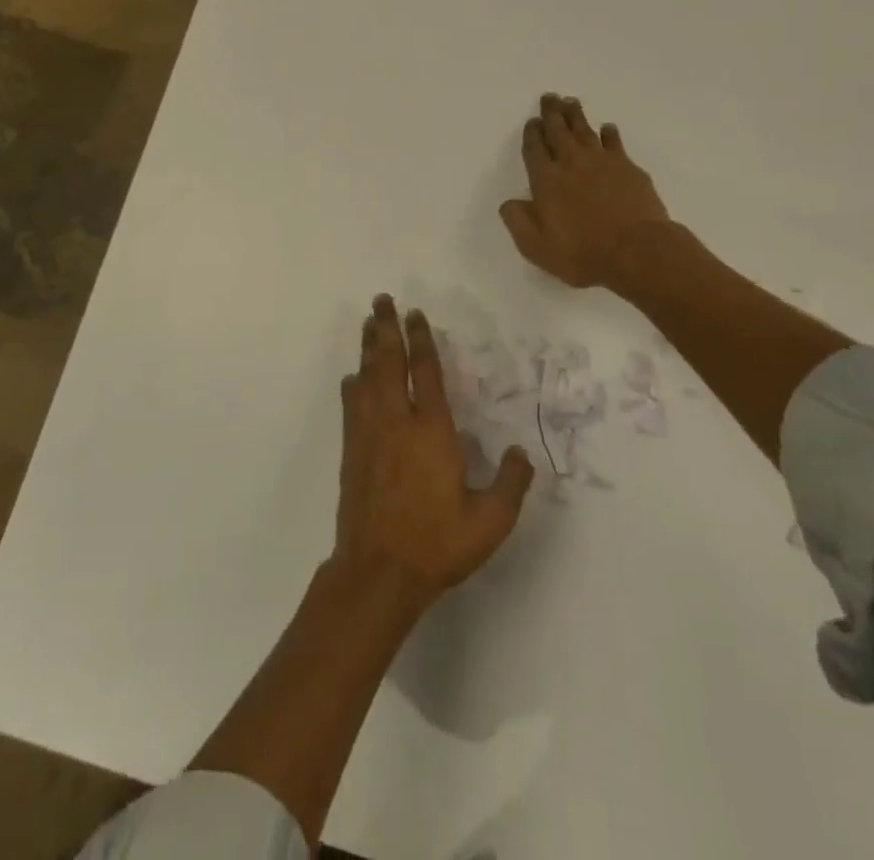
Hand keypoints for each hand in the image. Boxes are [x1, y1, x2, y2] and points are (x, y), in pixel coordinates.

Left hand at [335, 297, 534, 606]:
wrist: (377, 572)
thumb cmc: (436, 544)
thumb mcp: (489, 521)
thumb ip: (511, 484)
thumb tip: (522, 453)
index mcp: (431, 431)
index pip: (425, 372)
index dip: (421, 340)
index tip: (415, 315)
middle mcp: (396, 422)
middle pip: (388, 363)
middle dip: (386, 329)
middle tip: (382, 301)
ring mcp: (369, 435)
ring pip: (367, 378)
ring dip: (367, 348)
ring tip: (368, 323)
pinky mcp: (352, 452)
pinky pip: (352, 406)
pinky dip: (353, 384)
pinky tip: (353, 377)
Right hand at [501, 94, 672, 290]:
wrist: (638, 250)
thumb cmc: (582, 252)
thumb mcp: (536, 246)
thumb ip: (518, 221)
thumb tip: (509, 202)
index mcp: (546, 180)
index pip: (535, 149)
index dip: (532, 133)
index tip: (532, 121)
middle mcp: (572, 163)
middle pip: (558, 131)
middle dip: (552, 113)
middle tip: (549, 97)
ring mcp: (603, 162)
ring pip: (585, 131)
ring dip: (576, 115)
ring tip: (570, 101)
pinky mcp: (628, 168)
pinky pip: (614, 143)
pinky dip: (609, 134)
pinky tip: (607, 128)